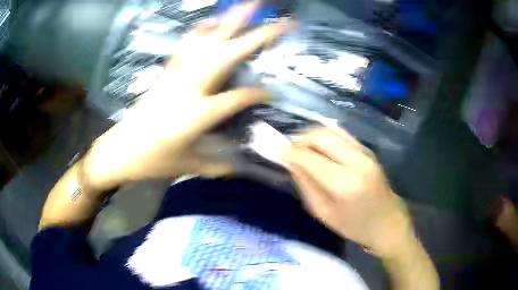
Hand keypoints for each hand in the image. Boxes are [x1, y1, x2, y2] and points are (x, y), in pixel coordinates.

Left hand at [83, 2, 288, 191]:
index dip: (258, 94)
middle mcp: (189, 87)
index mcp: (197, 114)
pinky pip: (186, 45)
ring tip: (248, 5)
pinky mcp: (166, 72)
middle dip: (256, 36)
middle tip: (280, 21)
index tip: (273, 93)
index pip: (237, 98)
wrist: (120, 150)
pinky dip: (201, 30)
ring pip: (207, 41)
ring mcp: (176, 75)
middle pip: (226, 55)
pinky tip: (212, 20)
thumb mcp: (187, 166)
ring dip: (229, 21)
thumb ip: (216, 165)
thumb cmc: (153, 162)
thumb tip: (237, 167)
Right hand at [283, 127, 413, 257]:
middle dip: (299, 139)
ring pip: (330, 129)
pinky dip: (325, 136)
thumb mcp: (323, 212)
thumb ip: (306, 184)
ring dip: (311, 135)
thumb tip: (290, 161)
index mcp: (344, 184)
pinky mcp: (367, 149)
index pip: (309, 157)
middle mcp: (356, 160)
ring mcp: (364, 151)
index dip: (289, 151)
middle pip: (320, 135)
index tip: (275, 150)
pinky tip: (319, 148)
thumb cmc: (354, 226)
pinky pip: (341, 133)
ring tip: (302, 148)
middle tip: (289, 150)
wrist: (387, 221)